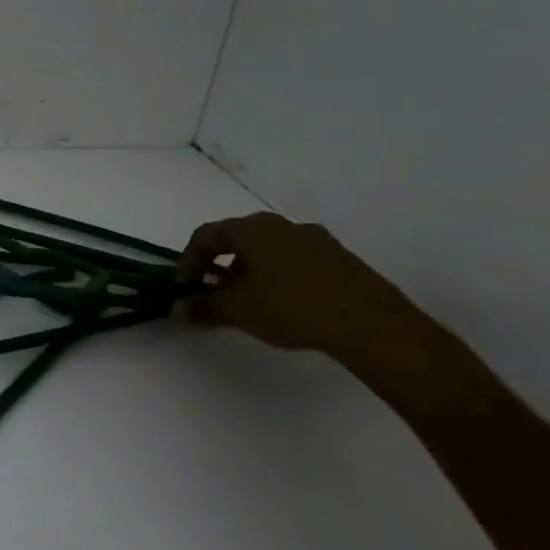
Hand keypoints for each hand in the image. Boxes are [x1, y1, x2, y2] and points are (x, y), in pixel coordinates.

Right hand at [176, 212, 420, 359]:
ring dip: (249, 272)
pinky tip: (282, 305)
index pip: (205, 236)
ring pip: (269, 251)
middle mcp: (283, 225)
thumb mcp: (235, 310)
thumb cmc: (289, 306)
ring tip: (248, 302)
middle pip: (238, 240)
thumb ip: (202, 307)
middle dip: (219, 266)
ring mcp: (317, 240)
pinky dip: (278, 277)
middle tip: (213, 293)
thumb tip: (180, 309)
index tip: (184, 288)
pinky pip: (296, 262)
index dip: (187, 262)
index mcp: (252, 228)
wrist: (370, 324)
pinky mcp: (341, 260)